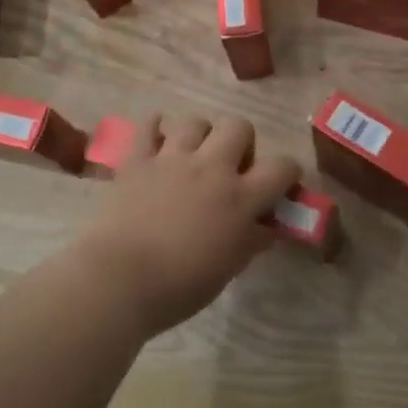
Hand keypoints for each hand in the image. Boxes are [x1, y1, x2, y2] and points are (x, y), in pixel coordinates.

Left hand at [75, 114, 300, 336]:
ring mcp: (172, 159)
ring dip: (200, 136)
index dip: (288, 172)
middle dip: (241, 142)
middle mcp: (211, 168)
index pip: (282, 166)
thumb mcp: (229, 268)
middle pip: (239, 126)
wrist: (119, 280)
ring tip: (191, 157)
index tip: (281, 185)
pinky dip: (154, 128)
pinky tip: (156, 139)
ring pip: (196, 121)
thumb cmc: (180, 286)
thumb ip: (252, 240)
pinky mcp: (138, 160)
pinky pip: (148, 127)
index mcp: (240, 197)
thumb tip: (267, 227)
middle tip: (231, 168)